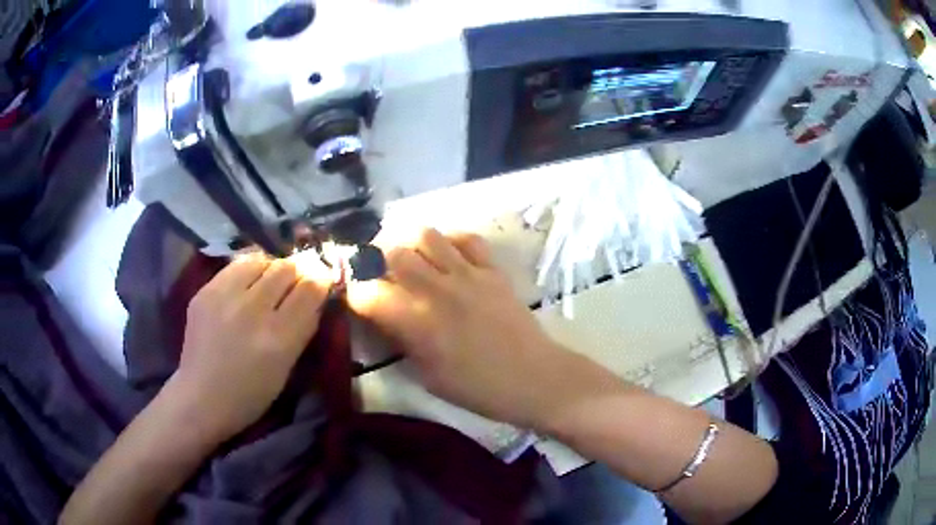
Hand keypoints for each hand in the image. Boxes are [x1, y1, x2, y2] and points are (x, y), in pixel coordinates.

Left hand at [170, 251, 332, 441]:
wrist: (201, 396)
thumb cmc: (251, 393)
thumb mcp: (286, 368)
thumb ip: (303, 328)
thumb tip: (317, 294)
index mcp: (278, 338)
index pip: (310, 289)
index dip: (321, 279)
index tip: (324, 278)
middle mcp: (252, 310)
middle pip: (286, 268)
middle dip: (299, 270)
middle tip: (299, 278)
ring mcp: (225, 297)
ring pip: (261, 260)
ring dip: (273, 267)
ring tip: (271, 279)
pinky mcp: (205, 291)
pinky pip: (236, 266)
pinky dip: (249, 270)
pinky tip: (249, 282)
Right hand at [345, 228, 591, 428]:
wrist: (535, 379)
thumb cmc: (479, 389)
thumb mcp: (428, 377)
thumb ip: (402, 342)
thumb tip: (384, 319)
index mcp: (417, 323)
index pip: (368, 294)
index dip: (354, 294)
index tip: (355, 300)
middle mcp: (438, 290)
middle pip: (393, 253)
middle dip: (378, 263)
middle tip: (381, 277)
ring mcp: (468, 274)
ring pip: (427, 235)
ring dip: (411, 245)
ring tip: (413, 262)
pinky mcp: (492, 270)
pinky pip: (467, 238)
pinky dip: (451, 242)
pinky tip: (449, 258)